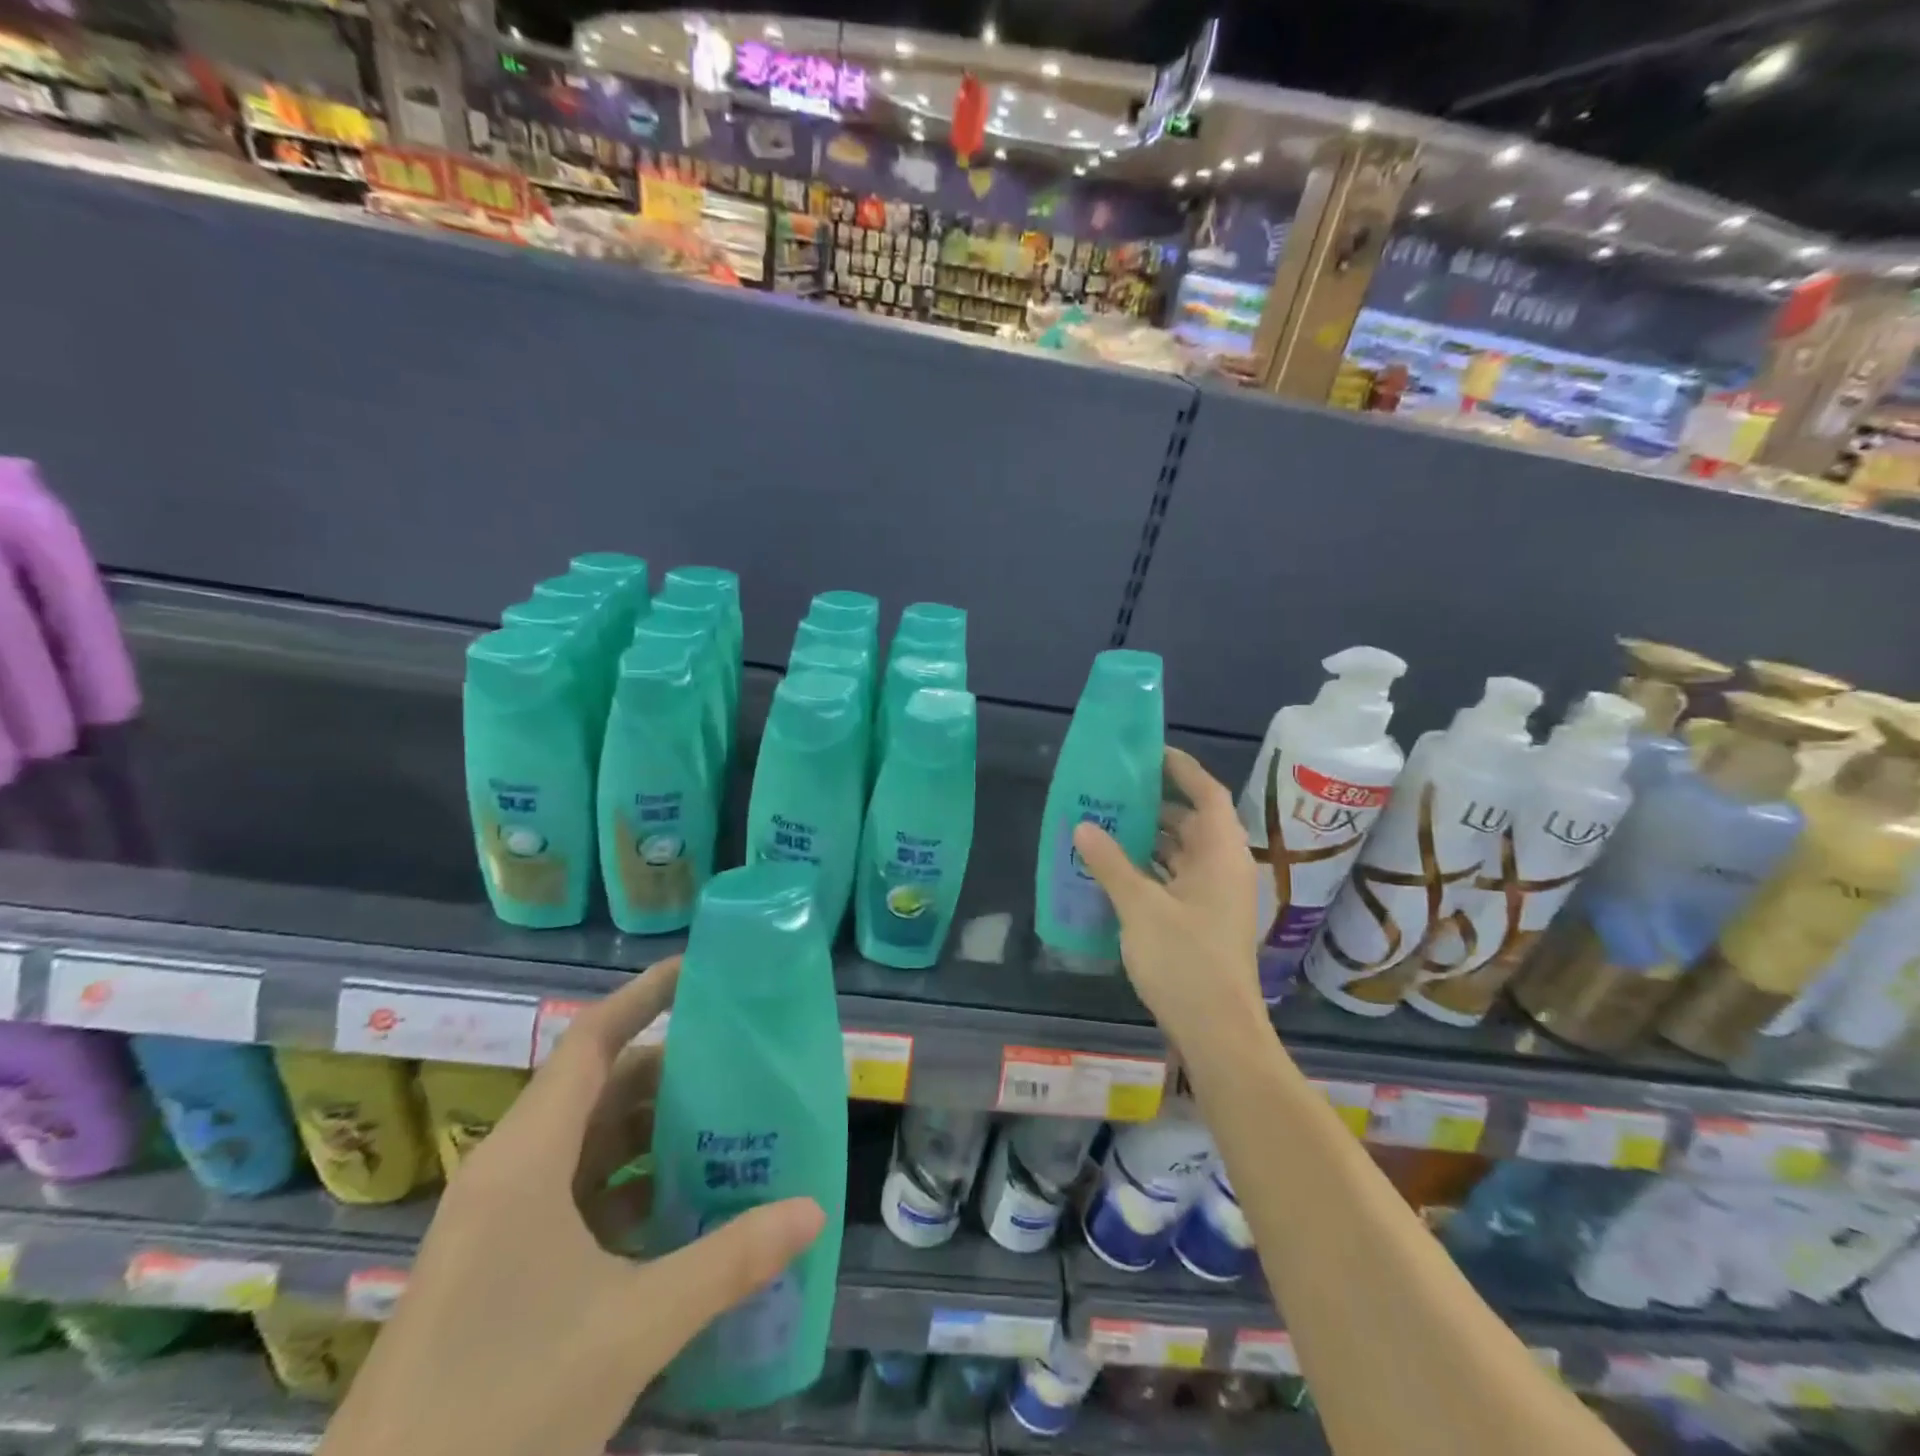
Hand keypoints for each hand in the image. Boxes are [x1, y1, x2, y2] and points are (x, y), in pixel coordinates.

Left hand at [319, 957, 825, 1455]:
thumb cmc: (501, 1409)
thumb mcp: (633, 1327)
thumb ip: (729, 1261)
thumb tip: (812, 1212)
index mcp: (527, 1159)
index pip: (591, 1041)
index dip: (644, 996)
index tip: (700, 971)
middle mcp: (509, 1172)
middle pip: (598, 1089)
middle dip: (669, 1074)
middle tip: (742, 1068)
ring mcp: (497, 1222)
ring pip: (587, 1144)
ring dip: (651, 1135)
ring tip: (726, 1132)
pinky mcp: (495, 1266)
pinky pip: (575, 1195)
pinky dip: (628, 1187)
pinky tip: (680, 1212)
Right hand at [1073, 748, 1263, 1047]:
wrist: (1217, 1030)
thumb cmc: (1185, 961)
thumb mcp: (1140, 907)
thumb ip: (1111, 863)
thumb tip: (1084, 826)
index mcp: (1220, 854)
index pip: (1207, 793)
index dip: (1182, 769)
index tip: (1150, 753)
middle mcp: (1224, 868)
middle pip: (1194, 821)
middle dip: (1157, 804)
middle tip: (1115, 790)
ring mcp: (1217, 896)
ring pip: (1184, 852)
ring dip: (1152, 838)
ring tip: (1108, 822)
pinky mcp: (1205, 920)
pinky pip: (1178, 877)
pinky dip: (1152, 867)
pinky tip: (1117, 869)